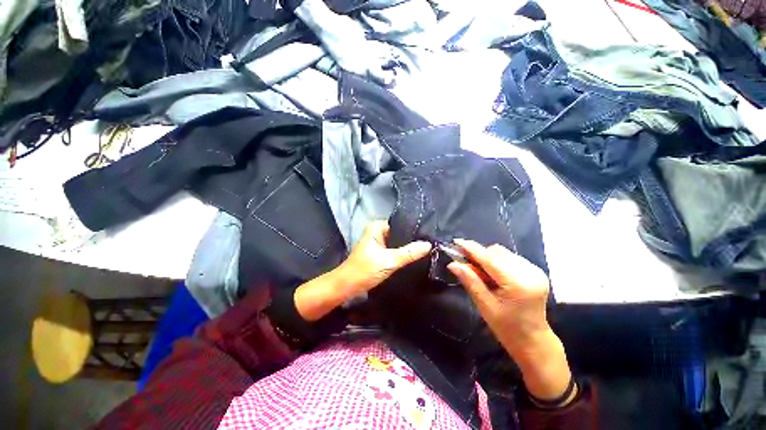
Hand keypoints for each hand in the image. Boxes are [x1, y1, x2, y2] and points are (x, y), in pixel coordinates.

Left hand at [295, 221, 430, 321]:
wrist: (347, 287)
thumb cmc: (364, 270)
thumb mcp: (389, 261)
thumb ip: (409, 253)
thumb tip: (428, 244)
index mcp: (377, 227)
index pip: (400, 225)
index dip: (414, 231)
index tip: (429, 237)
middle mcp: (378, 232)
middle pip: (400, 234)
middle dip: (412, 241)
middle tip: (430, 245)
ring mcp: (379, 243)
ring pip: (398, 243)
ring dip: (408, 249)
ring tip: (425, 251)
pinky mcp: (380, 254)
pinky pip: (394, 251)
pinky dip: (402, 255)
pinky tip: (414, 258)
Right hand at [448, 239, 574, 402]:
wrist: (534, 340)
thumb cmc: (506, 328)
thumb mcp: (484, 306)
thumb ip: (470, 281)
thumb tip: (453, 264)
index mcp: (517, 284)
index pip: (490, 259)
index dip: (471, 249)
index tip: (456, 241)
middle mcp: (529, 273)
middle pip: (497, 252)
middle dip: (480, 255)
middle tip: (467, 265)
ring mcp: (535, 271)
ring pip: (503, 253)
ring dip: (488, 258)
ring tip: (482, 274)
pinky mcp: (536, 271)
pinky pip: (510, 258)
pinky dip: (498, 262)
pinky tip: (495, 275)